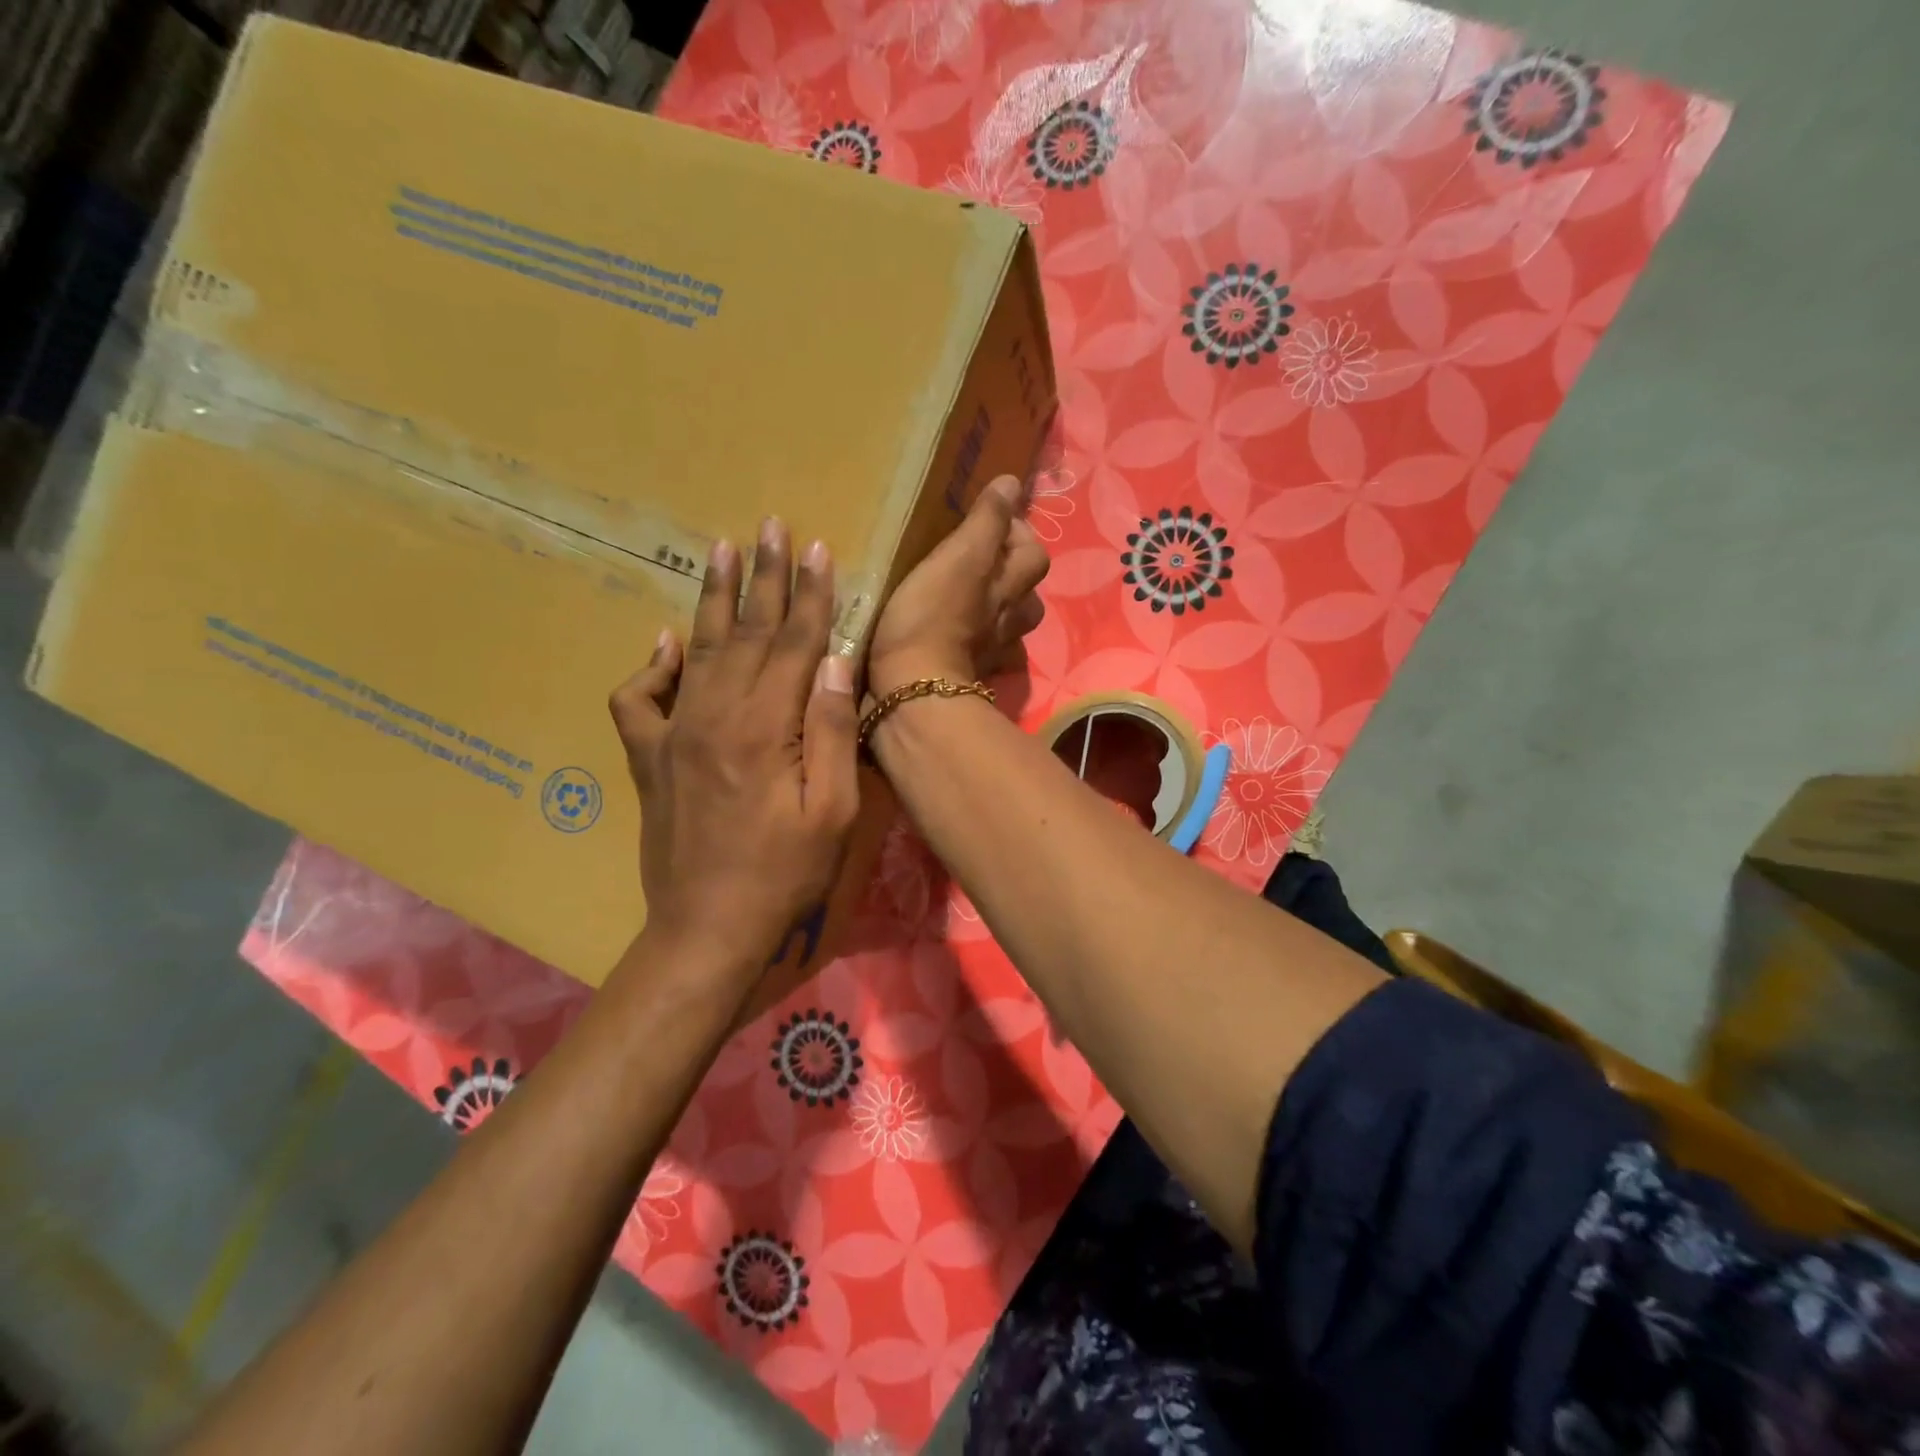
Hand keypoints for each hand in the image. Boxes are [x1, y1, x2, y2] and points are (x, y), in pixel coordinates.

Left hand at [609, 520, 859, 979]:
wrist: (708, 928)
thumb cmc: (784, 873)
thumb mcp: (832, 811)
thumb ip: (833, 731)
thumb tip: (837, 661)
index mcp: (765, 727)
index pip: (796, 643)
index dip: (811, 595)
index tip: (818, 549)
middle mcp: (715, 716)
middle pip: (748, 633)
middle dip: (764, 576)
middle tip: (769, 526)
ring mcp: (675, 734)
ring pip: (699, 649)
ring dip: (715, 598)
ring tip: (722, 550)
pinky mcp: (650, 758)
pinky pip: (639, 699)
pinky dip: (651, 665)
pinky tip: (666, 642)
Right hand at [868, 474, 1050, 695]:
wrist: (913, 690)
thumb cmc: (933, 616)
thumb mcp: (960, 557)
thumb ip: (987, 520)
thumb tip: (1012, 482)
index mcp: (1010, 588)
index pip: (1033, 554)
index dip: (1017, 534)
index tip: (988, 522)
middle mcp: (1009, 621)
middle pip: (1027, 595)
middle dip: (1011, 575)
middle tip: (978, 560)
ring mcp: (990, 653)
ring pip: (1006, 626)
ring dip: (994, 610)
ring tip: (966, 595)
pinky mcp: (966, 676)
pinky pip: (978, 652)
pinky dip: (970, 641)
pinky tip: (949, 633)